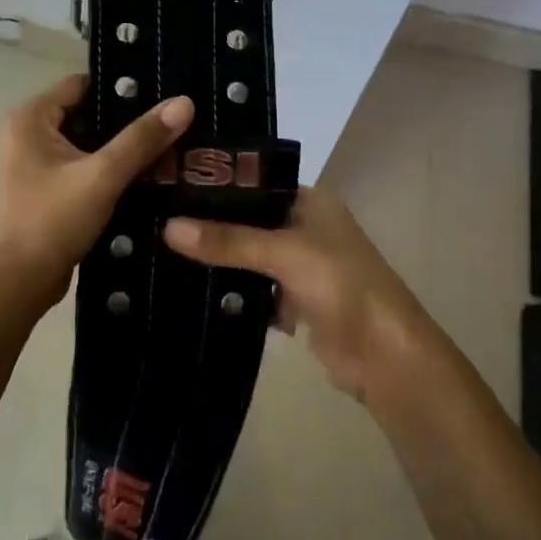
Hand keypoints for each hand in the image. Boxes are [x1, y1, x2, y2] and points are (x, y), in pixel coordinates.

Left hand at [0, 74, 193, 305]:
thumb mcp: (103, 176)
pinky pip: (79, 166)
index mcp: (28, 119)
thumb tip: (184, 103)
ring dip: (118, 148)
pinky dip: (105, 169)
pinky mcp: (41, 188)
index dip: (121, 90)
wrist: (20, 284)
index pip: (82, 85)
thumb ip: (142, 139)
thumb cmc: (53, 221)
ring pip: (85, 142)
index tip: (161, 98)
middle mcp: (24, 133)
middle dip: (125, 122)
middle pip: (86, 113)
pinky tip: (141, 176)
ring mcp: (30, 163)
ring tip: (164, 149)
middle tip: (169, 126)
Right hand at [163, 188, 436, 403]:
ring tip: (163, 253)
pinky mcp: (296, 302)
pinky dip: (234, 293)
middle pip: (250, 221)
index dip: (218, 185)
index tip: (169, 186)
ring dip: (220, 261)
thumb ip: (228, 240)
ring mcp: (302, 266)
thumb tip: (168, 227)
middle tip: (157, 221)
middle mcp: (306, 227)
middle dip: (212, 226)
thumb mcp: (283, 254)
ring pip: (250, 257)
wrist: (383, 356)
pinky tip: (193, 291)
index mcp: (311, 202)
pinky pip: (256, 290)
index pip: (256, 183)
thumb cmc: (342, 286)